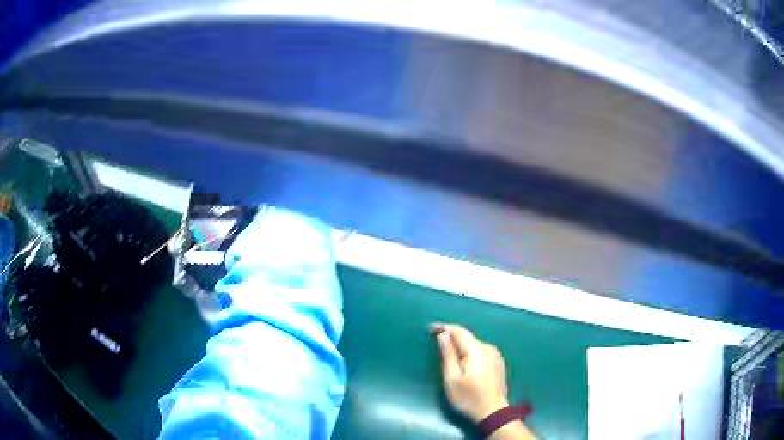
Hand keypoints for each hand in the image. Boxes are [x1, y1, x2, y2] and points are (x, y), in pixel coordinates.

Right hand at [431, 323, 509, 422]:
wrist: (493, 412)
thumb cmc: (468, 398)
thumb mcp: (452, 379)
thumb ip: (448, 355)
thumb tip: (443, 335)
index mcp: (476, 350)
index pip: (459, 331)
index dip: (444, 327)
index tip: (430, 328)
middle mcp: (488, 348)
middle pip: (467, 337)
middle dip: (452, 336)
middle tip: (435, 340)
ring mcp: (495, 355)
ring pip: (474, 344)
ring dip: (461, 344)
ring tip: (448, 351)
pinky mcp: (498, 363)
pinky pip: (481, 351)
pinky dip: (470, 351)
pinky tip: (464, 361)